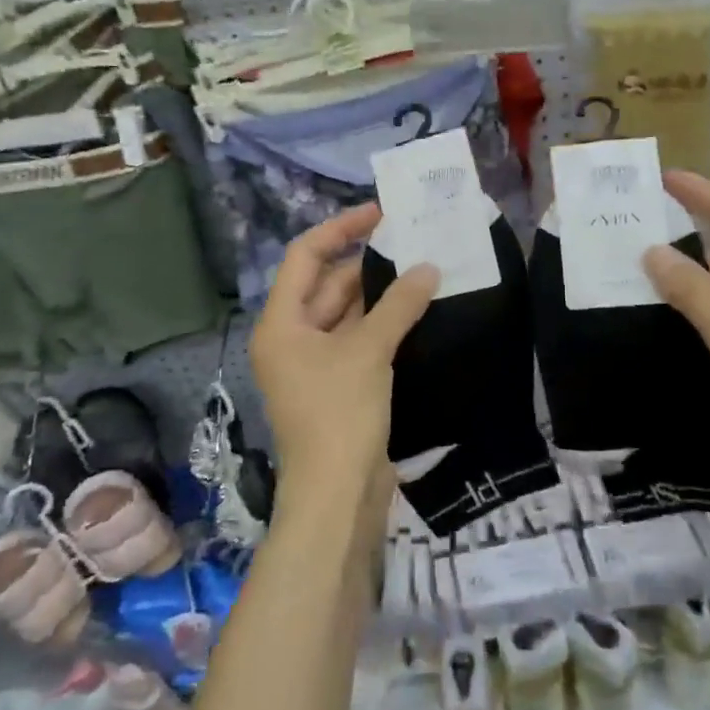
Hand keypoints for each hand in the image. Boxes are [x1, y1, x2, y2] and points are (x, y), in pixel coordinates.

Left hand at [250, 205, 438, 538]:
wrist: (337, 496)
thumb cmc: (339, 415)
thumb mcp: (368, 352)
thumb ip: (398, 305)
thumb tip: (428, 268)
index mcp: (281, 323)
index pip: (305, 257)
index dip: (340, 229)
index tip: (380, 213)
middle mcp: (292, 337)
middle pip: (327, 283)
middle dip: (366, 262)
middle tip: (411, 240)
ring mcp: (315, 363)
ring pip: (347, 313)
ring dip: (380, 294)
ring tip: (422, 266)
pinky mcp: (338, 385)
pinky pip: (359, 340)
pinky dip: (384, 323)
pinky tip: (417, 309)